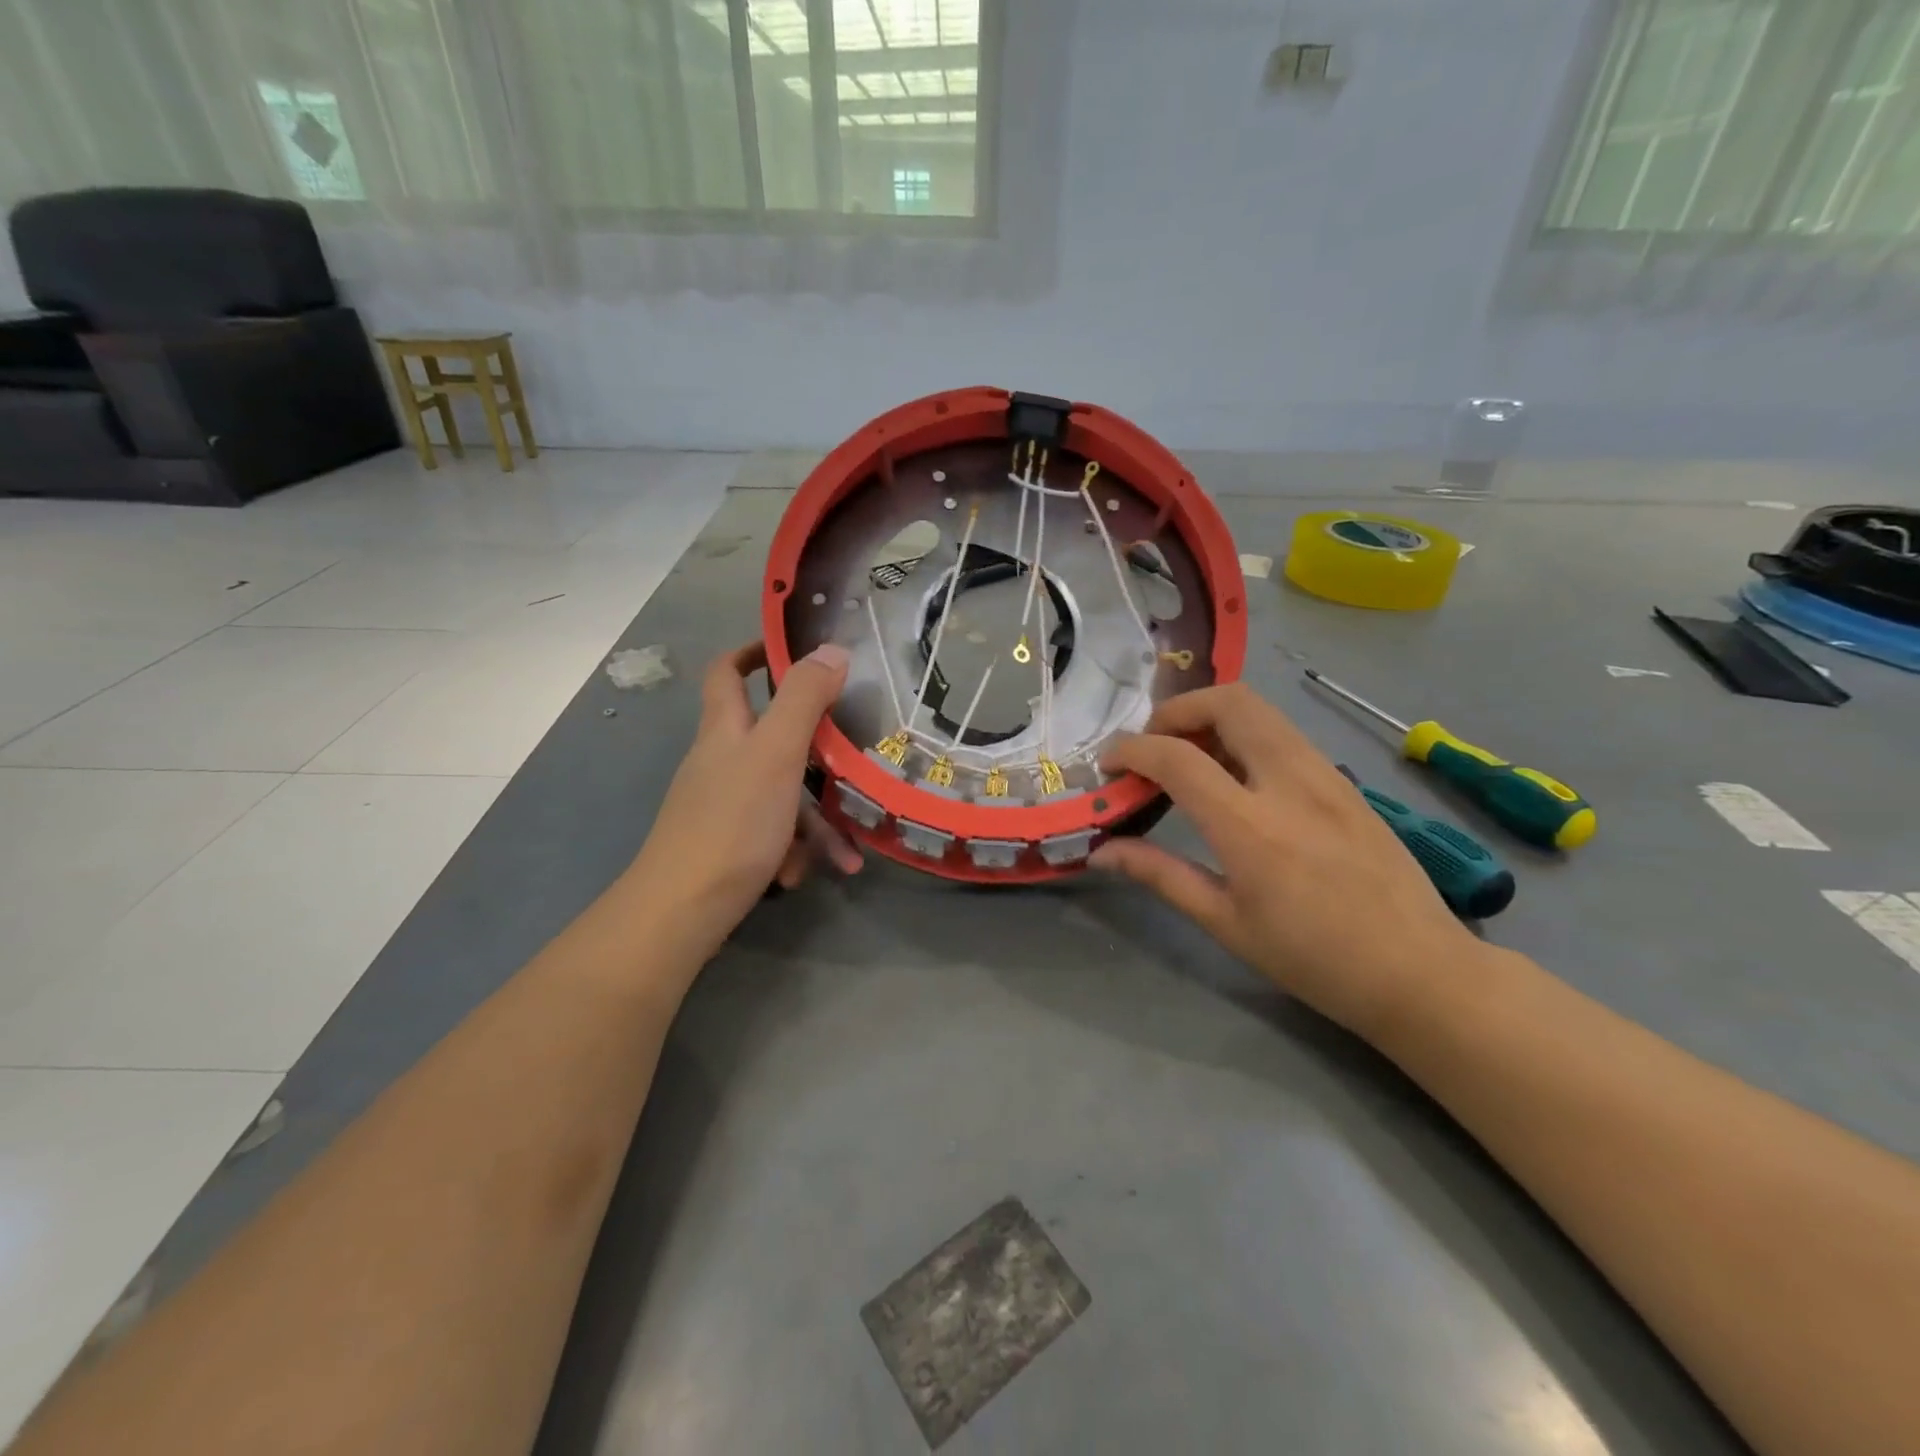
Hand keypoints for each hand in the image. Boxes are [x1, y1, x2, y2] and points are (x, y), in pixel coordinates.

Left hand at [628, 641, 860, 958]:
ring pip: (783, 795)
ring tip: (849, 852)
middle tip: (854, 755)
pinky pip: (773, 833)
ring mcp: (723, 804)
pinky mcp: (729, 843)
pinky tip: (810, 873)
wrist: (683, 909)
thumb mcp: (777, 752)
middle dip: (817, 751)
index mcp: (725, 729)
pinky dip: (796, 849)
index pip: (728, 671)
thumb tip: (832, 649)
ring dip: (817, 819)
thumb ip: (805, 699)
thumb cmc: (733, 821)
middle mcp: (721, 760)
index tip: (794, 650)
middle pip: (772, 738)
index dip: (755, 652)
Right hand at [1092, 683, 1485, 1036]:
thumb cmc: (1314, 959)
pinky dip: (1244, 734)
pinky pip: (1284, 733)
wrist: (1420, 971)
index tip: (1108, 765)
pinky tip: (1236, 778)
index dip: (1131, 750)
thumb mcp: (1226, 923)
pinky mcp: (1345, 780)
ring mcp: (1325, 775)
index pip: (1177, 757)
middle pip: (1228, 701)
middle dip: (1177, 710)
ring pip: (1260, 710)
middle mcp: (1289, 783)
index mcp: (1251, 827)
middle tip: (1154, 747)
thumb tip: (1101, 851)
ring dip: (1212, 716)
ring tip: (1190, 757)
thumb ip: (1160, 875)